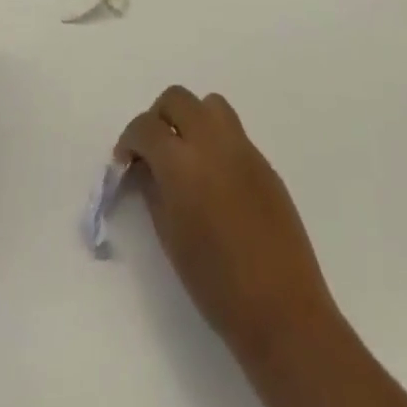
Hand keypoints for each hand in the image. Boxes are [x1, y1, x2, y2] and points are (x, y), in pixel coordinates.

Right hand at [116, 87, 339, 364]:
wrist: (281, 307)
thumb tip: (144, 167)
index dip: (129, 139)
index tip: (125, 161)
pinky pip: (232, 130)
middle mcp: (211, 141)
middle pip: (177, 99)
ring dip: (190, 119)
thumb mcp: (170, 239)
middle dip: (158, 118)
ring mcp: (242, 146)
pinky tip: (214, 177)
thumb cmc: (216, 284)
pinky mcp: (263, 159)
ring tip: (186, 156)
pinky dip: (214, 139)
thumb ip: (153, 191)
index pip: (146, 126)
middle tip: (153, 152)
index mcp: (182, 163)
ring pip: (209, 104)